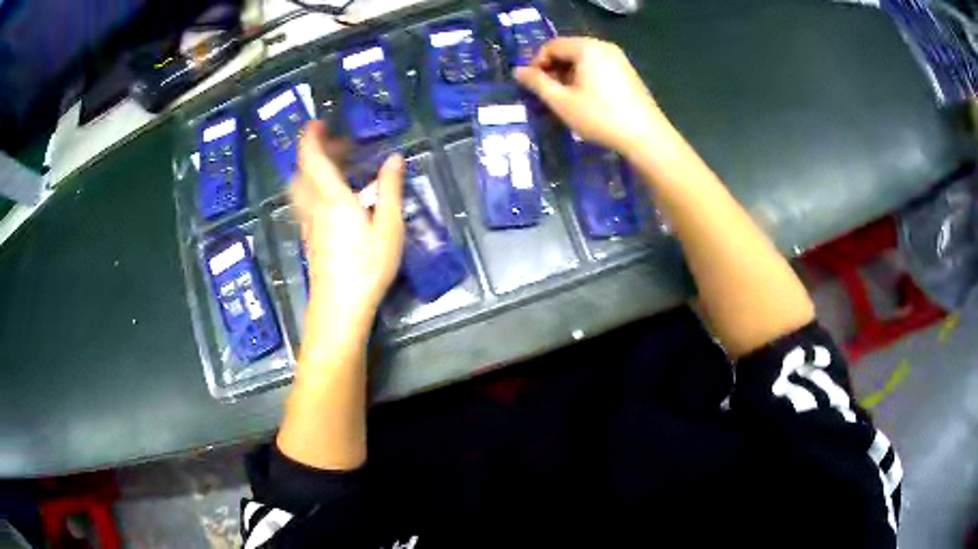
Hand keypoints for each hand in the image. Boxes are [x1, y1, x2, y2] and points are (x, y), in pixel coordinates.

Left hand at [291, 120, 403, 328]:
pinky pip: (304, 202)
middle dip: (314, 151)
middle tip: (339, 144)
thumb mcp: (389, 227)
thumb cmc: (367, 267)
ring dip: (311, 170)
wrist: (340, 307)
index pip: (313, 158)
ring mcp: (308, 224)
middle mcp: (314, 206)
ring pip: (300, 187)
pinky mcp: (308, 238)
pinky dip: (313, 188)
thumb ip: (390, 189)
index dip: (311, 137)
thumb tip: (394, 158)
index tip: (318, 122)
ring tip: (336, 167)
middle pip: (302, 171)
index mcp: (333, 198)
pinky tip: (333, 198)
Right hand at [514, 37, 668, 157]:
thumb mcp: (562, 102)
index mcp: (586, 48)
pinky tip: (585, 99)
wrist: (645, 136)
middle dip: (553, 68)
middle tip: (547, 93)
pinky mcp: (627, 72)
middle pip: (568, 50)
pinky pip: (597, 66)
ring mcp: (618, 58)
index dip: (536, 63)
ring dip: (568, 74)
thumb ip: (537, 83)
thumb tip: (517, 71)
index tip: (532, 85)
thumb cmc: (600, 117)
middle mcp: (603, 46)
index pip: (551, 45)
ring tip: (565, 98)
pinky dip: (585, 77)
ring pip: (582, 59)